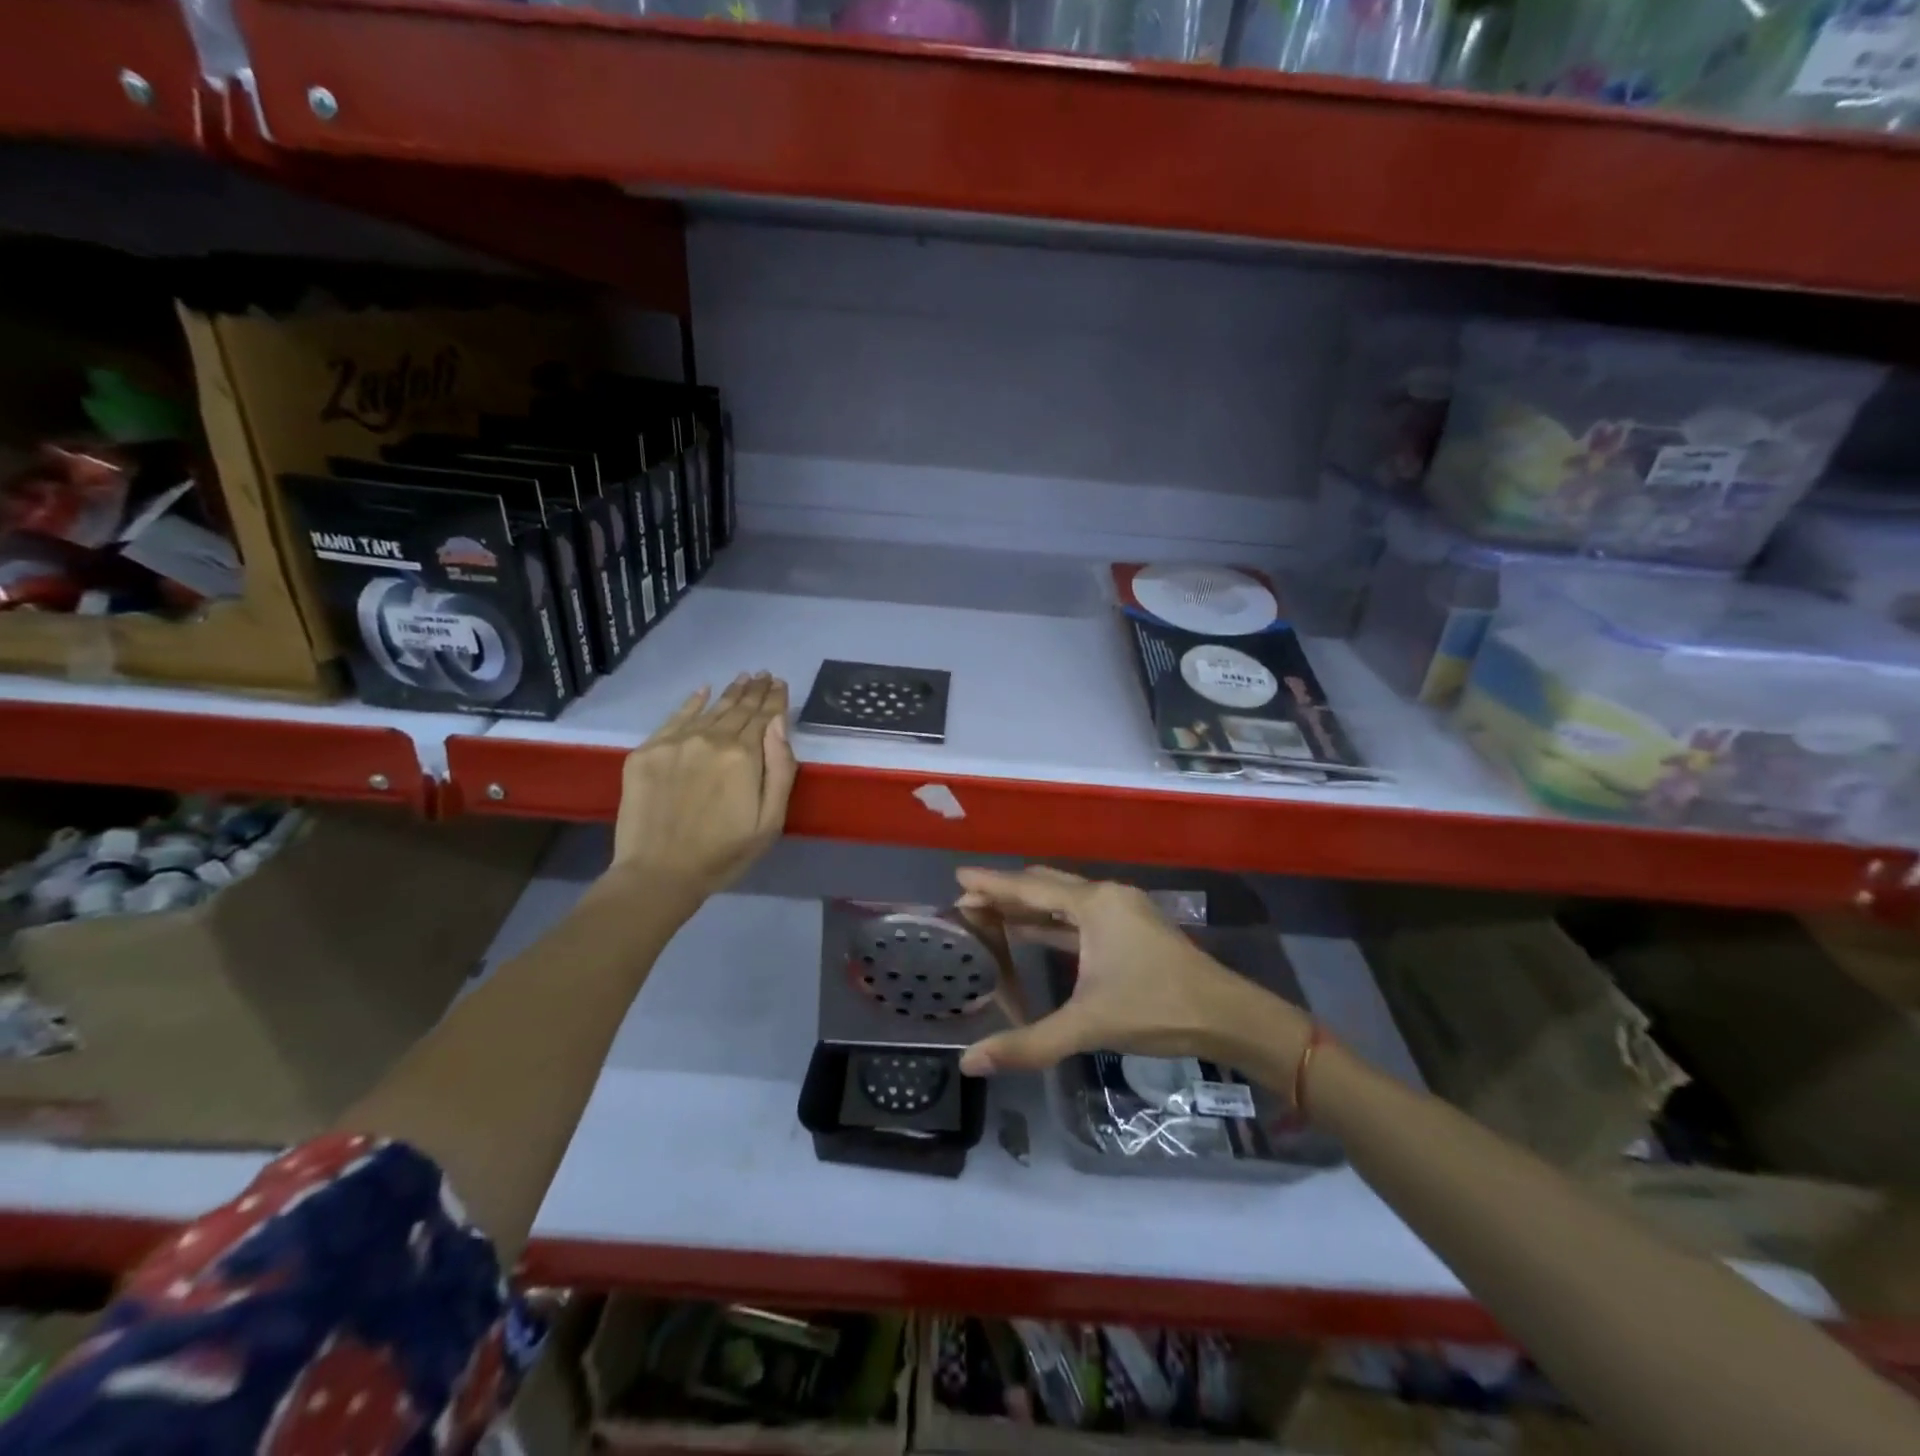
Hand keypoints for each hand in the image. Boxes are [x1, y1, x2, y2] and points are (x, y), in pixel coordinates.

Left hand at [606, 673, 796, 899]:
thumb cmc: (724, 853)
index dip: (775, 699)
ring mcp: (675, 743)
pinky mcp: (647, 752)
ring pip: (709, 710)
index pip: (765, 718)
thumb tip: (779, 723)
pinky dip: (691, 702)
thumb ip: (780, 769)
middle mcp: (710, 739)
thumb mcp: (769, 821)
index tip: (780, 684)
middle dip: (754, 691)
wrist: (658, 873)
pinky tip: (703, 691)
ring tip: (743, 678)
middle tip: (764, 675)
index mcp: (744, 757)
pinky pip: (674, 718)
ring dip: (729, 693)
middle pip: (738, 709)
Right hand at [953, 866, 1310, 1076]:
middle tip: (968, 902)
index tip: (959, 877)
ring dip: (1029, 906)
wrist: (1227, 1016)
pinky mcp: (1132, 928)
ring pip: (1064, 899)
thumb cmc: (1155, 1008)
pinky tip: (1033, 931)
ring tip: (990, 913)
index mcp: (1094, 904)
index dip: (992, 884)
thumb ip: (1028, 1043)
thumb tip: (969, 1063)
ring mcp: (1122, 910)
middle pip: (1045, 885)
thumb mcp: (1087, 1025)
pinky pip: (1079, 915)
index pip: (1029, 888)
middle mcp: (1106, 896)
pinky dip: (1052, 920)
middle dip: (1006, 893)